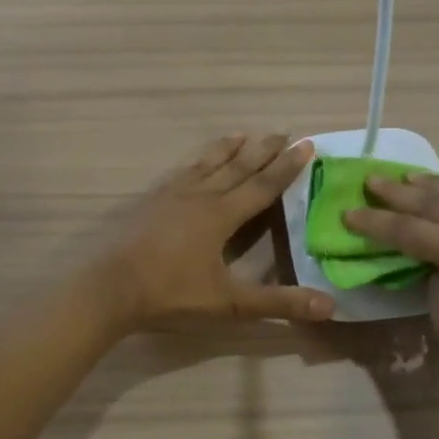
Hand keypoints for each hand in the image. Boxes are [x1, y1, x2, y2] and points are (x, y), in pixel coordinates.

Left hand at [96, 134, 335, 332]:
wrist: (109, 288)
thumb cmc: (171, 293)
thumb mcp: (229, 303)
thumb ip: (277, 303)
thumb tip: (329, 307)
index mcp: (221, 216)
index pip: (262, 186)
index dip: (286, 167)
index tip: (306, 144)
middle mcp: (200, 197)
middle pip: (237, 167)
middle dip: (263, 150)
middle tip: (283, 131)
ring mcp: (172, 196)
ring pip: (207, 164)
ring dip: (228, 149)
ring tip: (242, 134)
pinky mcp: (150, 202)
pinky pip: (181, 172)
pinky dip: (196, 161)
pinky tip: (194, 163)